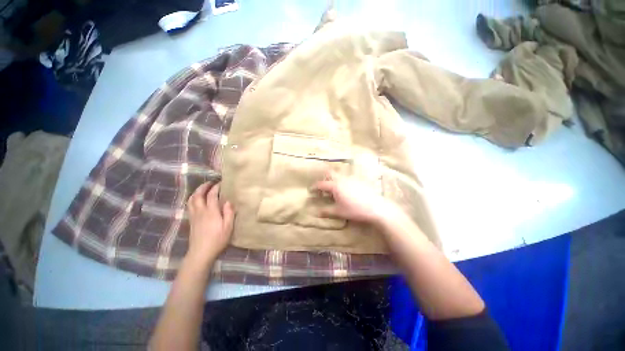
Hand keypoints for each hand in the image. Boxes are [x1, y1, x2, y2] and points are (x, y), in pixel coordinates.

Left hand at [186, 181, 234, 266]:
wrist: (201, 252)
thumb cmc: (217, 239)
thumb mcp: (228, 227)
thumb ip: (229, 213)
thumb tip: (228, 201)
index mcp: (211, 212)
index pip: (212, 195)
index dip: (216, 187)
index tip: (221, 183)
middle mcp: (200, 211)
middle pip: (198, 195)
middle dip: (203, 187)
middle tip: (210, 182)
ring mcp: (194, 216)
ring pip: (191, 200)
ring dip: (196, 192)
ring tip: (203, 189)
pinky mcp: (191, 221)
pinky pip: (189, 206)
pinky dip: (193, 199)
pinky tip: (197, 201)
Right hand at [313, 171, 395, 224]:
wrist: (376, 207)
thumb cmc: (355, 210)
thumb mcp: (339, 212)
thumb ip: (326, 211)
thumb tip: (316, 212)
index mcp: (335, 186)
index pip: (321, 184)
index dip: (314, 187)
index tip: (310, 190)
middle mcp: (342, 179)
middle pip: (330, 173)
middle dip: (324, 177)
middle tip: (321, 186)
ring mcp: (351, 179)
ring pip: (339, 175)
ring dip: (333, 179)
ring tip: (332, 189)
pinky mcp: (358, 181)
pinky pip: (346, 178)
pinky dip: (341, 181)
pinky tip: (345, 190)